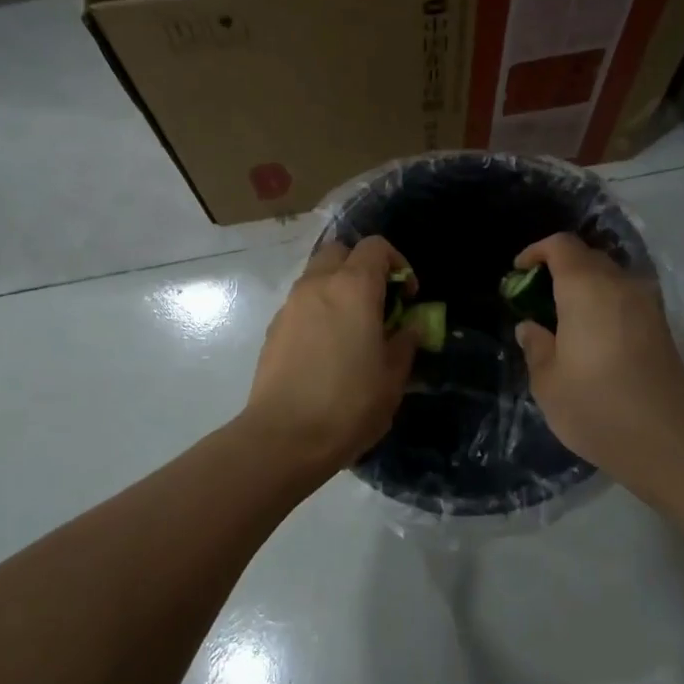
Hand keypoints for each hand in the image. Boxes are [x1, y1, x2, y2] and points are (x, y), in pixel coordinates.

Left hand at [243, 236, 418, 470]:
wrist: (284, 437)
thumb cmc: (349, 404)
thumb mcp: (393, 377)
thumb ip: (405, 341)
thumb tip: (410, 326)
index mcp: (353, 287)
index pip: (376, 246)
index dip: (398, 264)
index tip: (408, 297)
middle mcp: (318, 284)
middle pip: (340, 251)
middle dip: (362, 267)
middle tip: (378, 303)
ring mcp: (290, 305)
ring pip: (317, 276)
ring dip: (338, 289)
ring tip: (353, 328)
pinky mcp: (273, 328)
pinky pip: (301, 303)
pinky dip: (318, 310)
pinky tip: (327, 349)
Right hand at [513, 233, 683, 478]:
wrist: (667, 441)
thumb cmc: (596, 406)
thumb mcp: (548, 382)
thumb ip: (536, 346)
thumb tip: (530, 327)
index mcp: (586, 288)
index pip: (561, 246)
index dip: (537, 251)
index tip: (518, 272)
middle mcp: (620, 285)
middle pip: (588, 258)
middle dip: (559, 269)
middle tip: (536, 299)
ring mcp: (647, 305)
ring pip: (610, 279)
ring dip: (584, 289)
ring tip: (562, 320)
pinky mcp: (661, 328)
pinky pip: (625, 300)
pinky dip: (603, 305)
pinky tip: (590, 337)